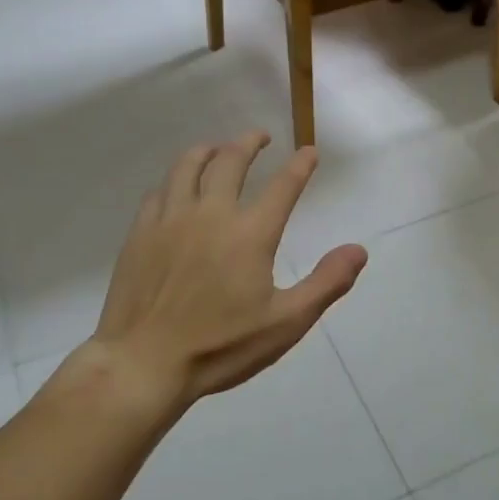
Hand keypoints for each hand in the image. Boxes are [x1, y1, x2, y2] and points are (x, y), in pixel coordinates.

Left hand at [41, 132, 366, 424]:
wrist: (144, 363)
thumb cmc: (221, 346)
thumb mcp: (286, 322)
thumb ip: (326, 283)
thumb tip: (358, 250)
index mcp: (250, 234)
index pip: (283, 186)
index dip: (300, 165)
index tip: (309, 151)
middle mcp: (210, 214)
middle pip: (230, 161)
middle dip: (249, 143)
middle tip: (260, 136)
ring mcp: (170, 220)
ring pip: (188, 166)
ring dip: (208, 150)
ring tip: (218, 148)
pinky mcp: (140, 233)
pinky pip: (159, 191)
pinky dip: (175, 179)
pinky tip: (177, 186)